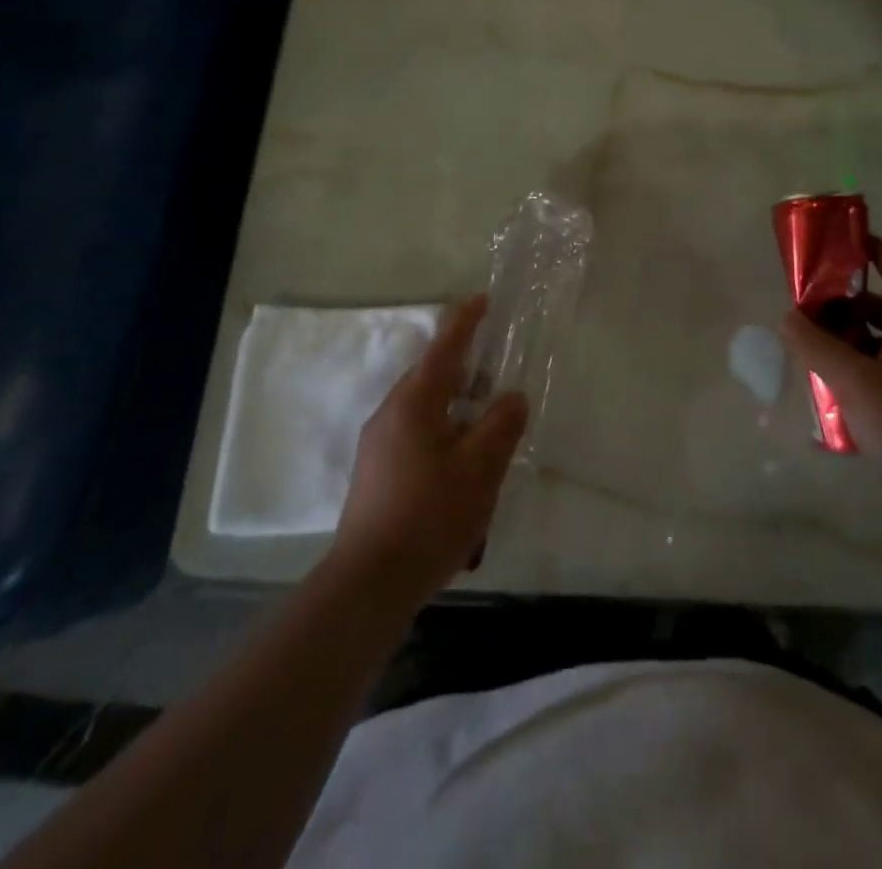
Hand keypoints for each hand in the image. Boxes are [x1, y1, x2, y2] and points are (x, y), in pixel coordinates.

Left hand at [331, 296, 527, 607]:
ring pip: (423, 410)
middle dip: (463, 370)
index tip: (482, 299)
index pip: (444, 349)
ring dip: (454, 409)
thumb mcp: (480, 470)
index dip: (465, 322)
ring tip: (484, 428)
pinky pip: (415, 436)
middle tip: (494, 373)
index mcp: (414, 403)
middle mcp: (390, 414)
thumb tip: (512, 397)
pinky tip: (460, 469)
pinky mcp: (376, 473)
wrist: (369, 582)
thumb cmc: (430, 516)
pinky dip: (442, 435)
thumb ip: (501, 426)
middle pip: (431, 378)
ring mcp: (378, 445)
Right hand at [780, 241, 881, 509]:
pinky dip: (856, 373)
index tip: (846, 242)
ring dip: (848, 339)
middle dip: (847, 300)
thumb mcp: (854, 380)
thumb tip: (787, 316)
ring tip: (811, 347)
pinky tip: (830, 394)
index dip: (877, 250)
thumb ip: (816, 346)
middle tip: (810, 304)